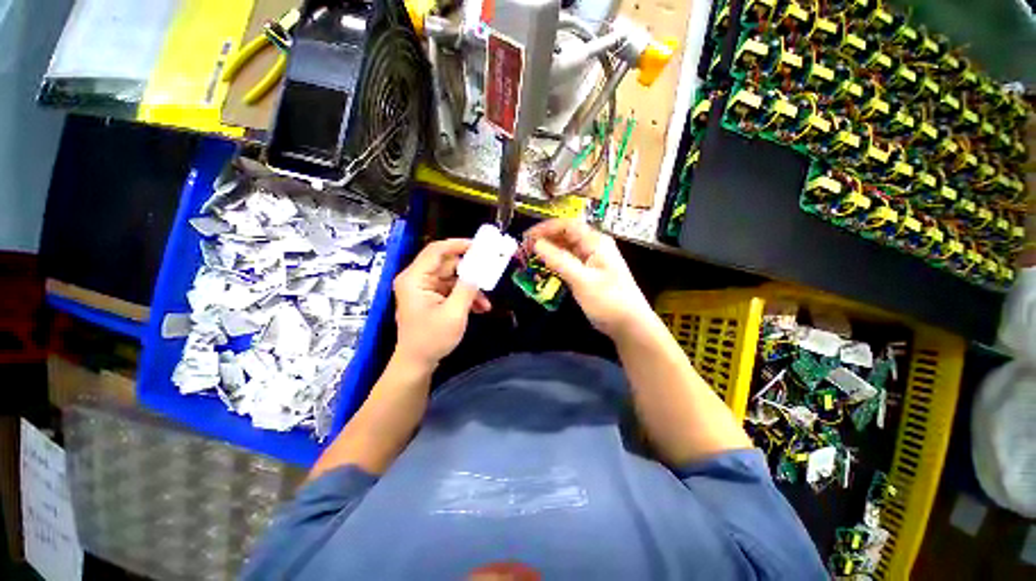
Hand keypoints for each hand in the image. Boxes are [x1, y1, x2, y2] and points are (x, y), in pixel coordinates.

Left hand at [393, 239, 490, 368]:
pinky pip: (451, 290)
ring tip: (485, 303)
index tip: (480, 246)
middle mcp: (417, 279)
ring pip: (453, 278)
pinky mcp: (431, 298)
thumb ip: (467, 288)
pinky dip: (465, 296)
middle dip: (470, 272)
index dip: (458, 244)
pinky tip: (479, 308)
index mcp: (415, 278)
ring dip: (470, 288)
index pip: (437, 250)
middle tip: (490, 273)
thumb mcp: (454, 313)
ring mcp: (424, 289)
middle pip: (447, 264)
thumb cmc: (431, 339)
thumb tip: (480, 269)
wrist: (417, 363)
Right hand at [524, 219, 654, 340]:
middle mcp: (594, 246)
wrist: (629, 325)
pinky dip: (555, 263)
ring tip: (530, 258)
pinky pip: (568, 262)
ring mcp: (591, 260)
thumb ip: (559, 260)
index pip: (567, 225)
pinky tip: (544, 269)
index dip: (545, 228)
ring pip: (566, 249)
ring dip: (549, 251)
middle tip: (525, 249)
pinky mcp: (588, 273)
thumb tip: (536, 244)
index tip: (526, 237)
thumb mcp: (582, 280)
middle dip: (545, 239)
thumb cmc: (608, 300)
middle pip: (566, 235)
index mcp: (596, 242)